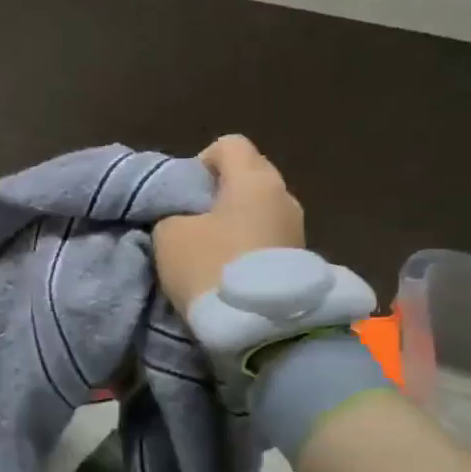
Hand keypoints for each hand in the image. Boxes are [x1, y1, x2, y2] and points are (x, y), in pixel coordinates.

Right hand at [153, 135, 303, 314]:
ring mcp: (297, 227)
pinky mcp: (301, 257)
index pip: (228, 144)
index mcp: (253, 178)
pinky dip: (248, 243)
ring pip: (259, 207)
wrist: (260, 327)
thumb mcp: (169, 235)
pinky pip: (267, 235)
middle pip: (248, 174)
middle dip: (219, 191)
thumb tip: (184, 214)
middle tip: (192, 219)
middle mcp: (283, 194)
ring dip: (235, 220)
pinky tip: (229, 267)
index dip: (199, 162)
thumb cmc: (211, 267)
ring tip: (210, 248)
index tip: (183, 193)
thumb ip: (173, 212)